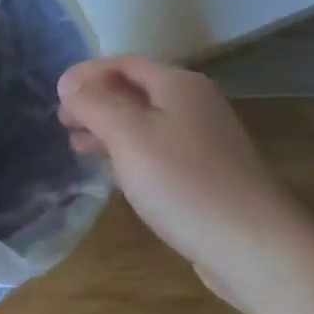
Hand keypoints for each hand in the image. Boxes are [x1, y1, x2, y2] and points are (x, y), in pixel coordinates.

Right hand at [58, 56, 311, 305]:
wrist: (257, 250)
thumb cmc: (185, 183)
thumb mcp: (128, 135)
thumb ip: (94, 103)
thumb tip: (68, 82)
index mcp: (178, 85)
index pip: (123, 63)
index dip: (87, 74)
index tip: (56, 94)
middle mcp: (195, 104)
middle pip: (135, 90)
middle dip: (96, 102)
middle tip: (62, 121)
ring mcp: (204, 141)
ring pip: (145, 122)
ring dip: (109, 129)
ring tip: (77, 145)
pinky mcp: (207, 175)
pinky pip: (158, 150)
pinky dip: (129, 152)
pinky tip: (113, 172)